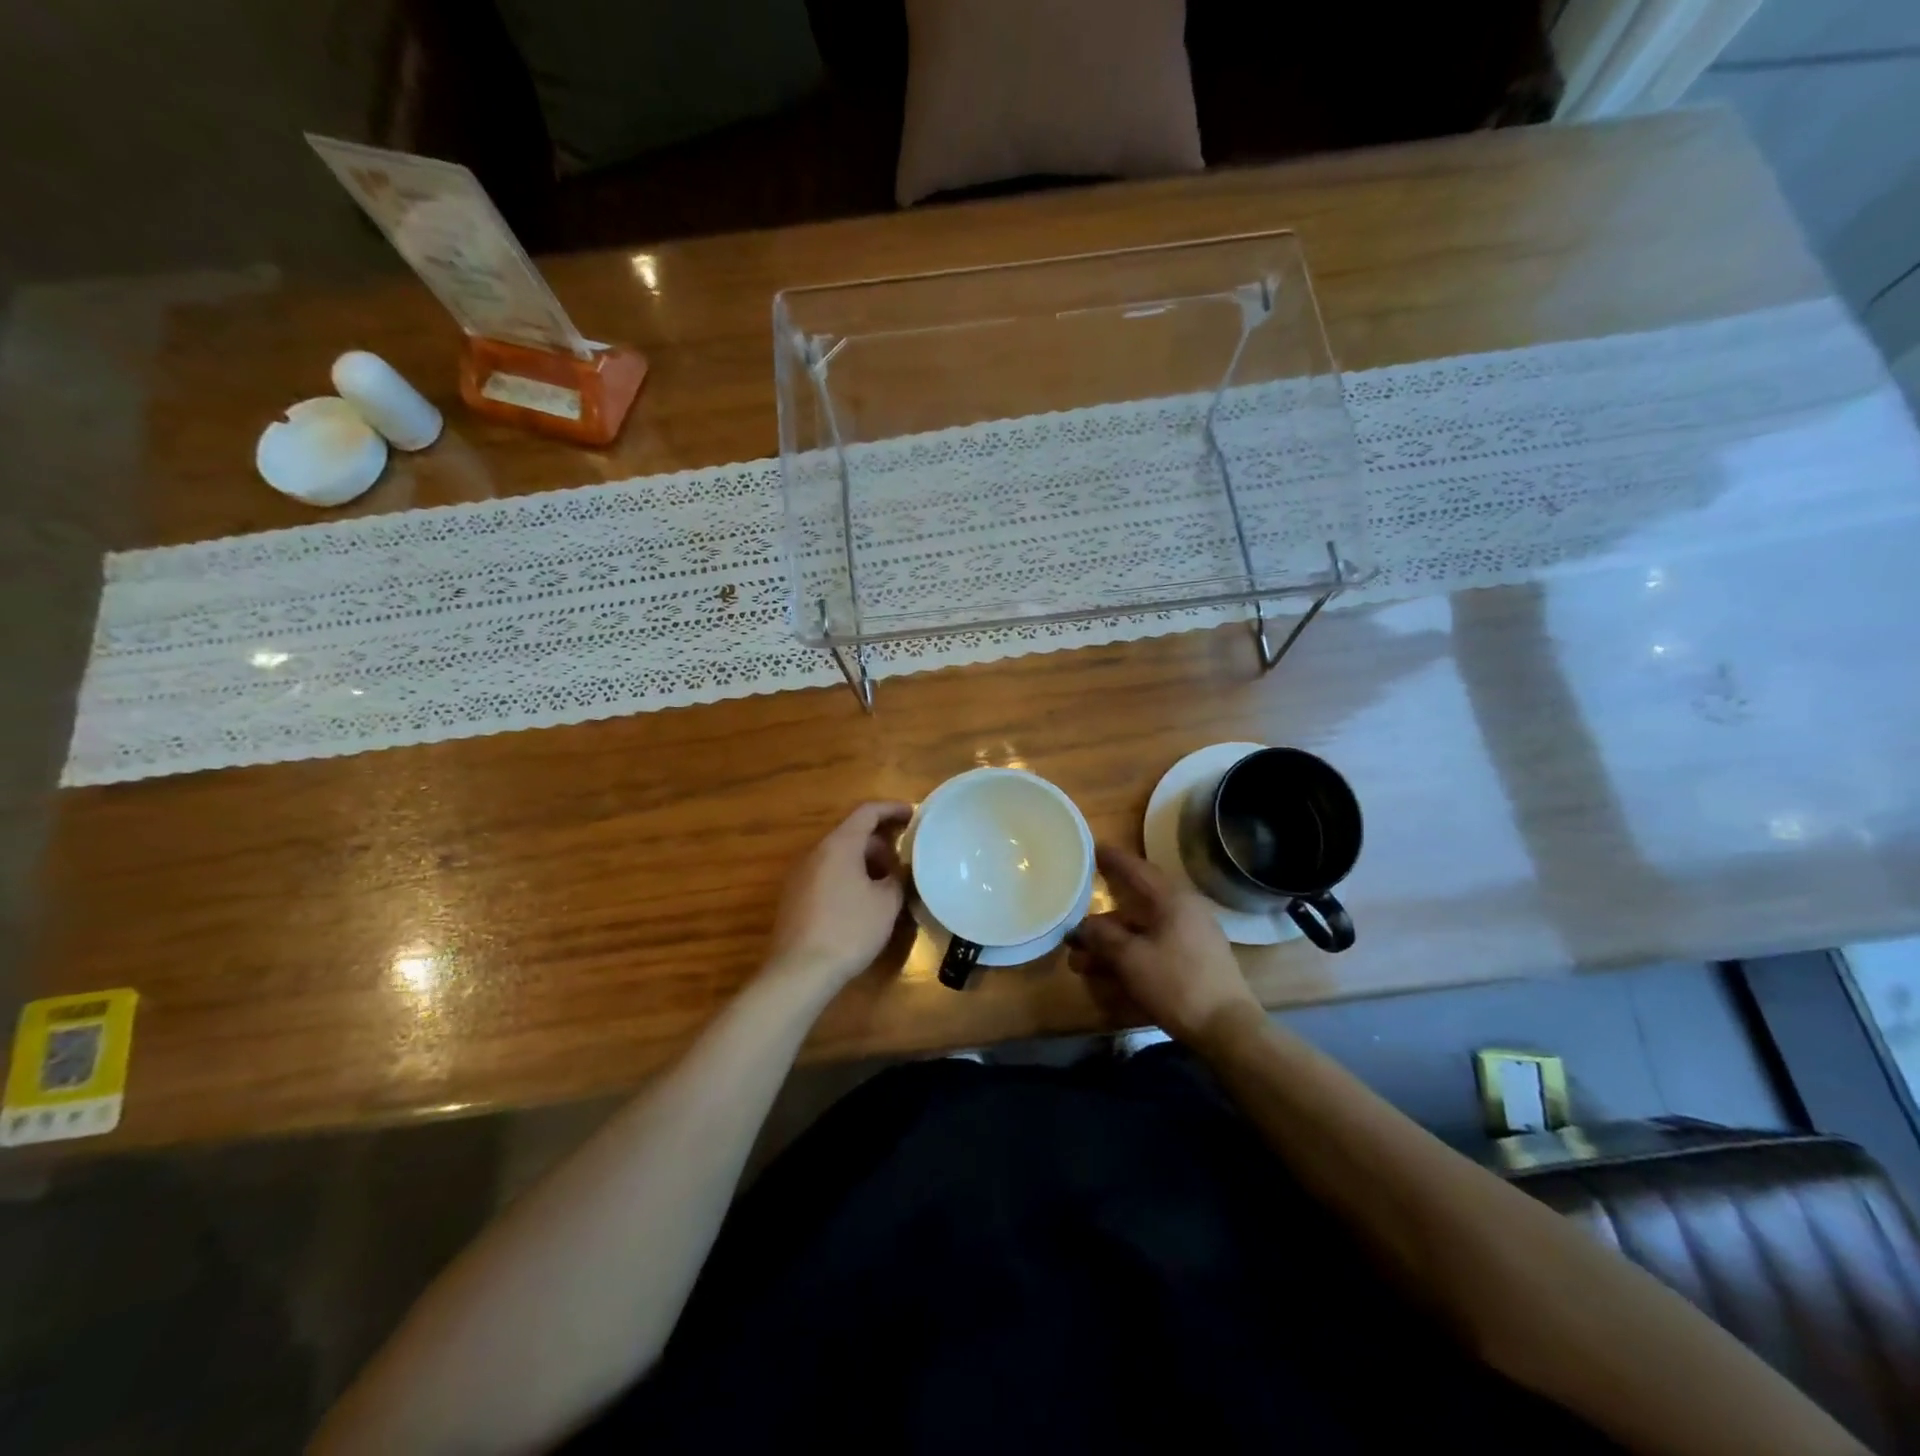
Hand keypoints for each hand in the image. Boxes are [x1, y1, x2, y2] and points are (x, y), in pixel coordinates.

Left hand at [765, 801, 913, 990]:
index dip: (893, 809)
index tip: (915, 815)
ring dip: (866, 863)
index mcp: (839, 845)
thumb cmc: (849, 930)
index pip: (867, 812)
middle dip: (882, 844)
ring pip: (840, 856)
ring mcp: (800, 875)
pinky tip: (864, 903)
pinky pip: (827, 874)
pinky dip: (849, 877)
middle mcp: (815, 852)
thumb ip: (897, 878)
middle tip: (905, 863)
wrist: (799, 972)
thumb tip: (897, 872)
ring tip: (888, 885)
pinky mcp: (794, 897)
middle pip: (852, 834)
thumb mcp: (887, 903)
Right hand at [1068, 845, 1263, 1048]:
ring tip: (1081, 962)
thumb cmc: (1176, 984)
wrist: (1227, 1029)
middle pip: (1135, 907)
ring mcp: (1193, 938)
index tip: (1091, 848)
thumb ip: (1102, 937)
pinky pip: (1154, 950)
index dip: (1112, 860)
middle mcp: (1185, 912)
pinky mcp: (1195, 963)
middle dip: (1102, 922)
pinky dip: (1130, 958)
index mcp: (1172, 900)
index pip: (1137, 869)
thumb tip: (1081, 926)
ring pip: (1143, 934)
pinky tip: (1108, 976)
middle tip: (1074, 926)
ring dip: (1112, 946)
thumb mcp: (1131, 959)